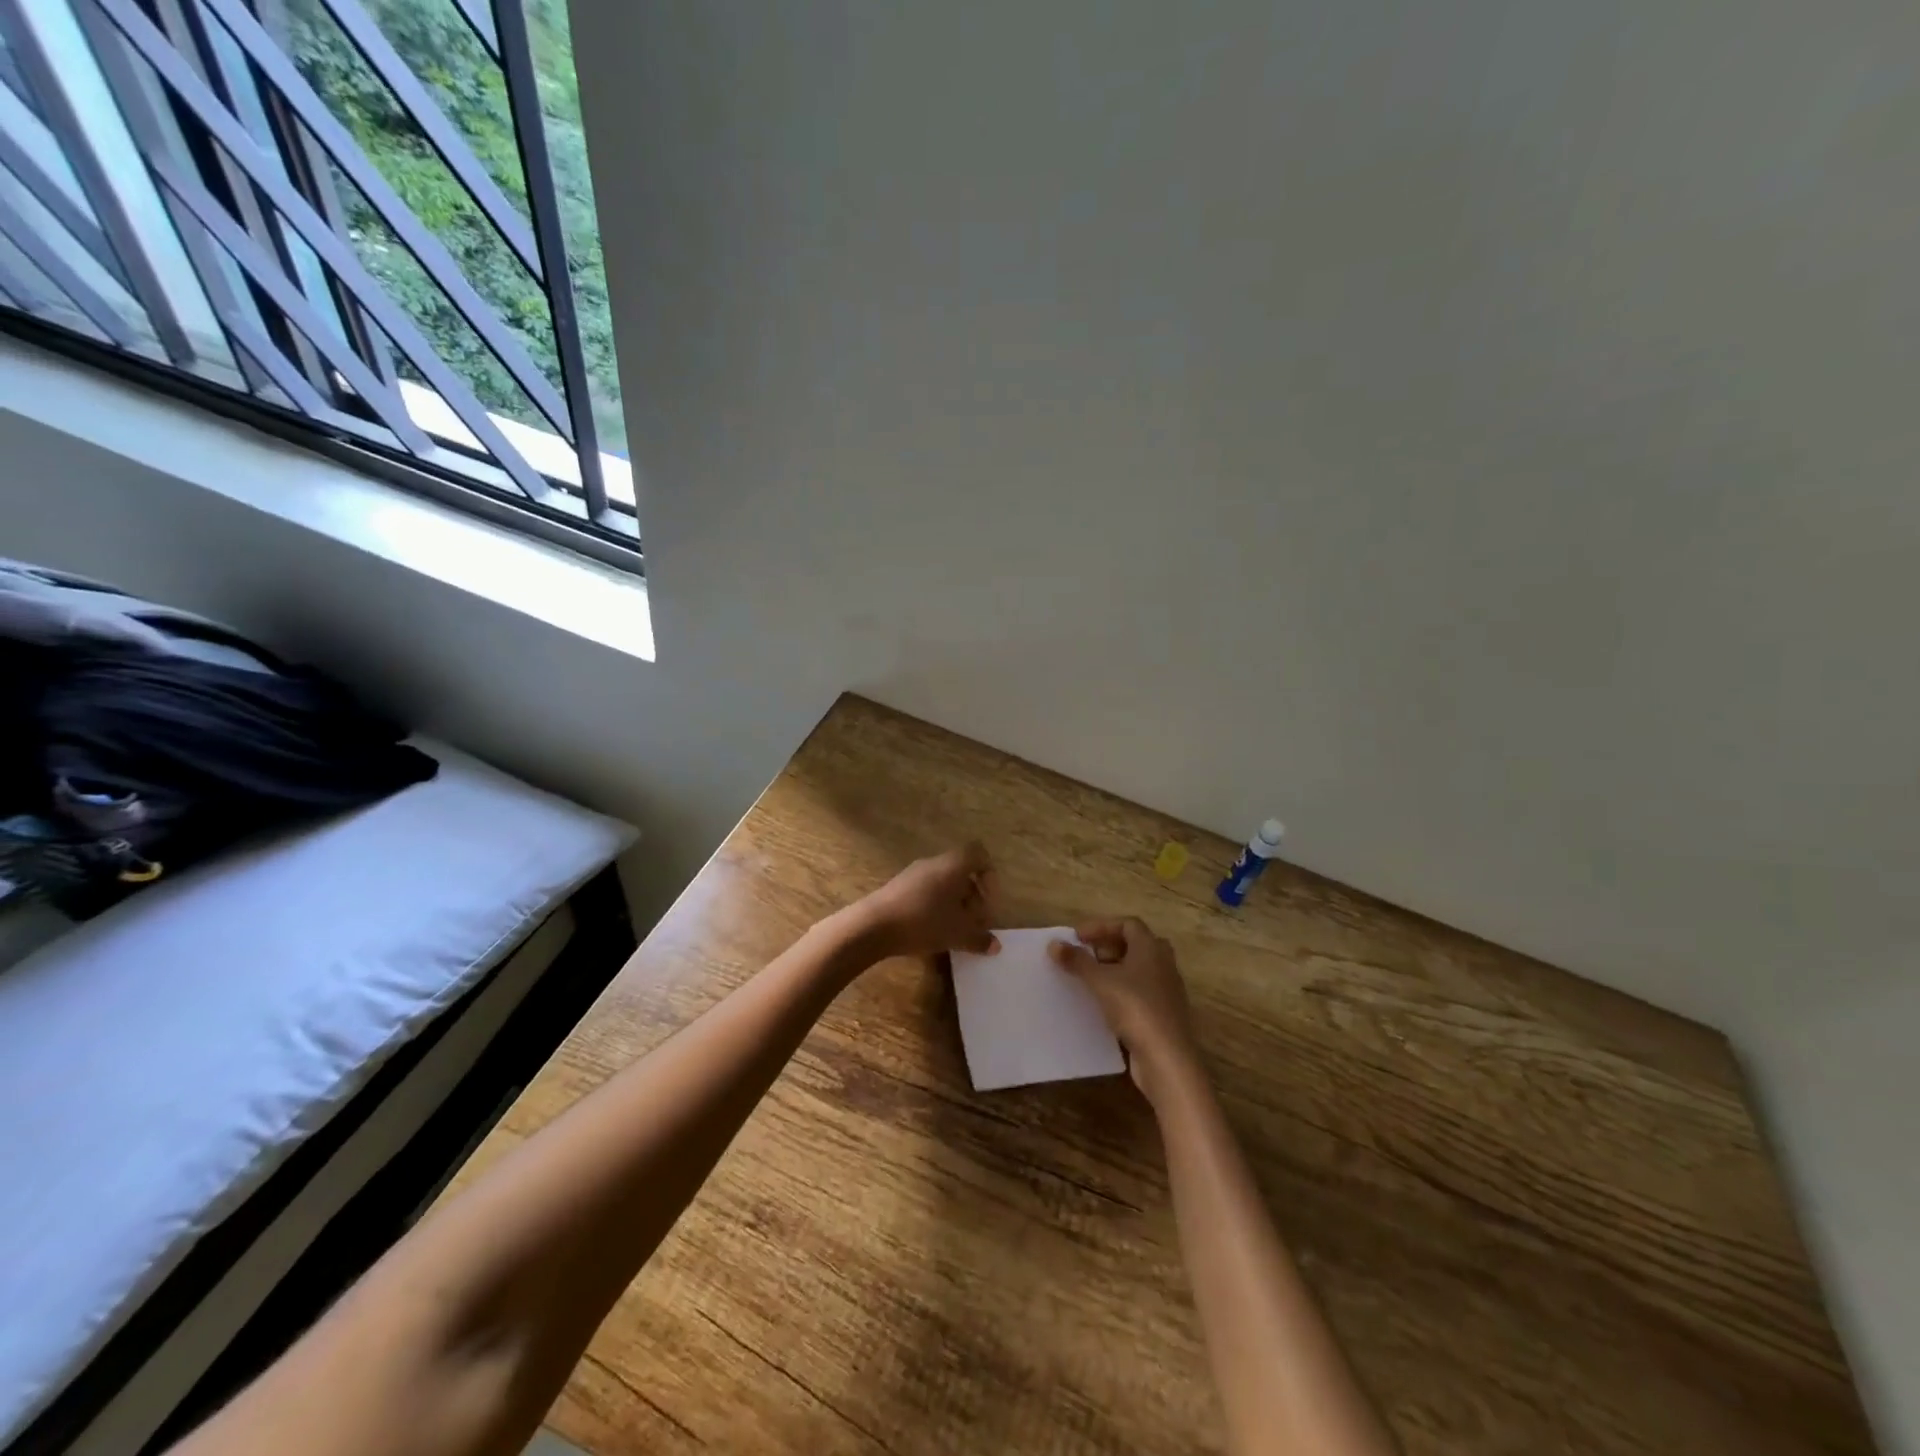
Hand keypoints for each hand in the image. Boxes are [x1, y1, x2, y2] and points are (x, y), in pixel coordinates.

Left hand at [853, 842, 999, 960]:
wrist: (873, 925)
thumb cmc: (923, 921)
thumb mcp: (957, 934)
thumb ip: (979, 939)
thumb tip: (995, 946)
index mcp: (953, 865)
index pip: (978, 854)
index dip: (989, 876)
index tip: (988, 903)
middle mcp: (934, 863)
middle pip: (962, 871)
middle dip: (973, 896)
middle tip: (974, 922)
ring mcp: (913, 873)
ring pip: (943, 882)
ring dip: (954, 903)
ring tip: (954, 930)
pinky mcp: (898, 887)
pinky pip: (926, 890)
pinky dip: (935, 906)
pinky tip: (931, 930)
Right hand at [1050, 918, 1199, 1097]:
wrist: (1167, 1058)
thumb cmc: (1135, 1009)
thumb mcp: (1100, 982)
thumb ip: (1077, 961)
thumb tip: (1054, 944)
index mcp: (1151, 948)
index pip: (1128, 924)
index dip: (1101, 926)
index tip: (1078, 938)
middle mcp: (1163, 964)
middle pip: (1135, 944)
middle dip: (1108, 947)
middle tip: (1085, 956)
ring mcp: (1166, 989)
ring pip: (1138, 969)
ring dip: (1114, 969)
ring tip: (1090, 979)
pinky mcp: (1164, 1012)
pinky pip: (1140, 991)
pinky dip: (1122, 990)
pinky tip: (1104, 1003)